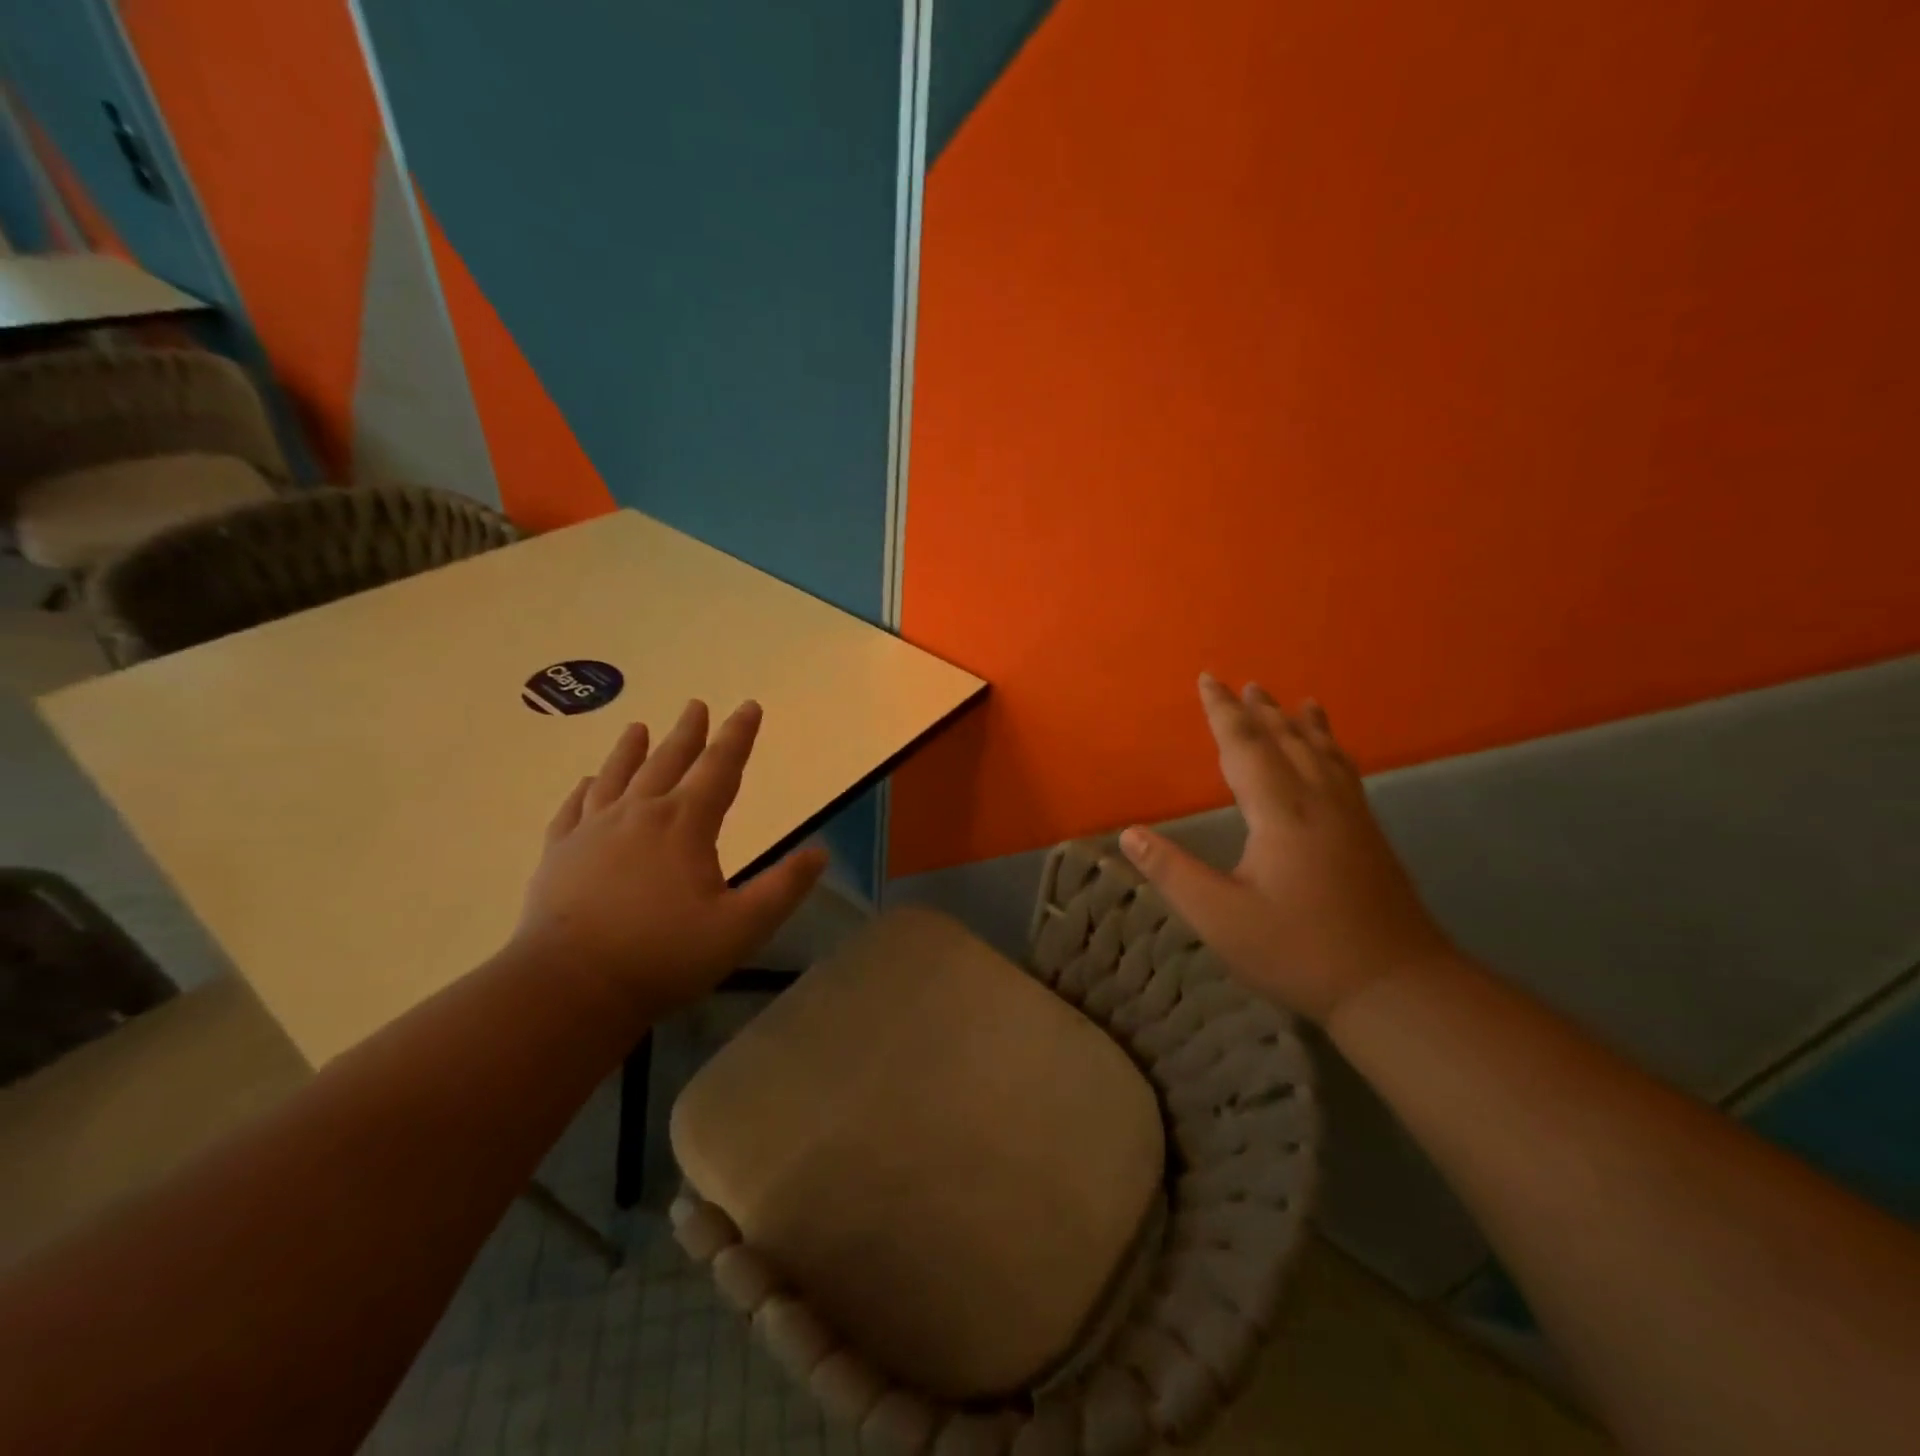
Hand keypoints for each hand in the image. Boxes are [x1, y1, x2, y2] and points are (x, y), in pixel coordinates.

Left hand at [512, 699, 827, 1015]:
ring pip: (617, 776)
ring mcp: (592, 831)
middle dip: (688, 732)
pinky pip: (574, 809)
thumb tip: (820, 852)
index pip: (720, 768)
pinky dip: (585, 790)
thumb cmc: (664, 955)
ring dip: (632, 749)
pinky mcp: (558, 853)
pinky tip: (588, 783)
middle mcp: (639, 814)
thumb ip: (784, 888)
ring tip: (638, 727)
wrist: (569, 987)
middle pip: (668, 761)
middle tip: (696, 705)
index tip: (749, 706)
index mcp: (685, 824)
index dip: (738, 736)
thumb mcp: (741, 927)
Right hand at [1120, 675, 1454, 1022]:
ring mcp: (1351, 817)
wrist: (1396, 986)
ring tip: (1294, 701)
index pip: (1245, 746)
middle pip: (1287, 741)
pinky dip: (1333, 749)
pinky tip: (1334, 755)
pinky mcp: (1369, 836)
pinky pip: (1346, 772)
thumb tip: (1128, 834)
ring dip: (1301, 724)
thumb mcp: (1221, 918)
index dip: (1223, 712)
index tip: (1208, 680)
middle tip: (1245, 684)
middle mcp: (1318, 802)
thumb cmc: (1299, 951)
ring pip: (1323, 753)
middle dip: (1261, 711)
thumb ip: (1173, 873)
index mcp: (1281, 813)